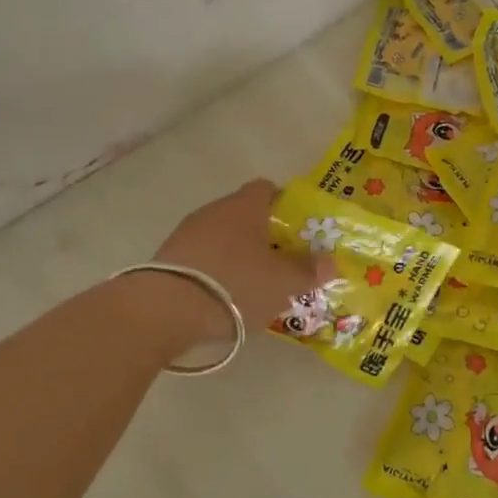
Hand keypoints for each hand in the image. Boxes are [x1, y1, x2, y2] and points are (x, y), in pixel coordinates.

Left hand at [124, 180, 326, 353]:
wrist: (167, 308)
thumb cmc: (236, 284)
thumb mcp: (283, 283)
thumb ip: (308, 270)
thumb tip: (330, 261)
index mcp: (246, 205)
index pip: (267, 189)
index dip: (285, 206)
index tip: (297, 231)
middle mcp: (215, 210)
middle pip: (244, 214)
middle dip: (263, 236)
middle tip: (281, 263)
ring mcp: (187, 232)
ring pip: (222, 236)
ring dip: (237, 254)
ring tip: (252, 285)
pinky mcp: (168, 256)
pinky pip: (201, 256)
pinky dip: (215, 270)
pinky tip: (223, 296)